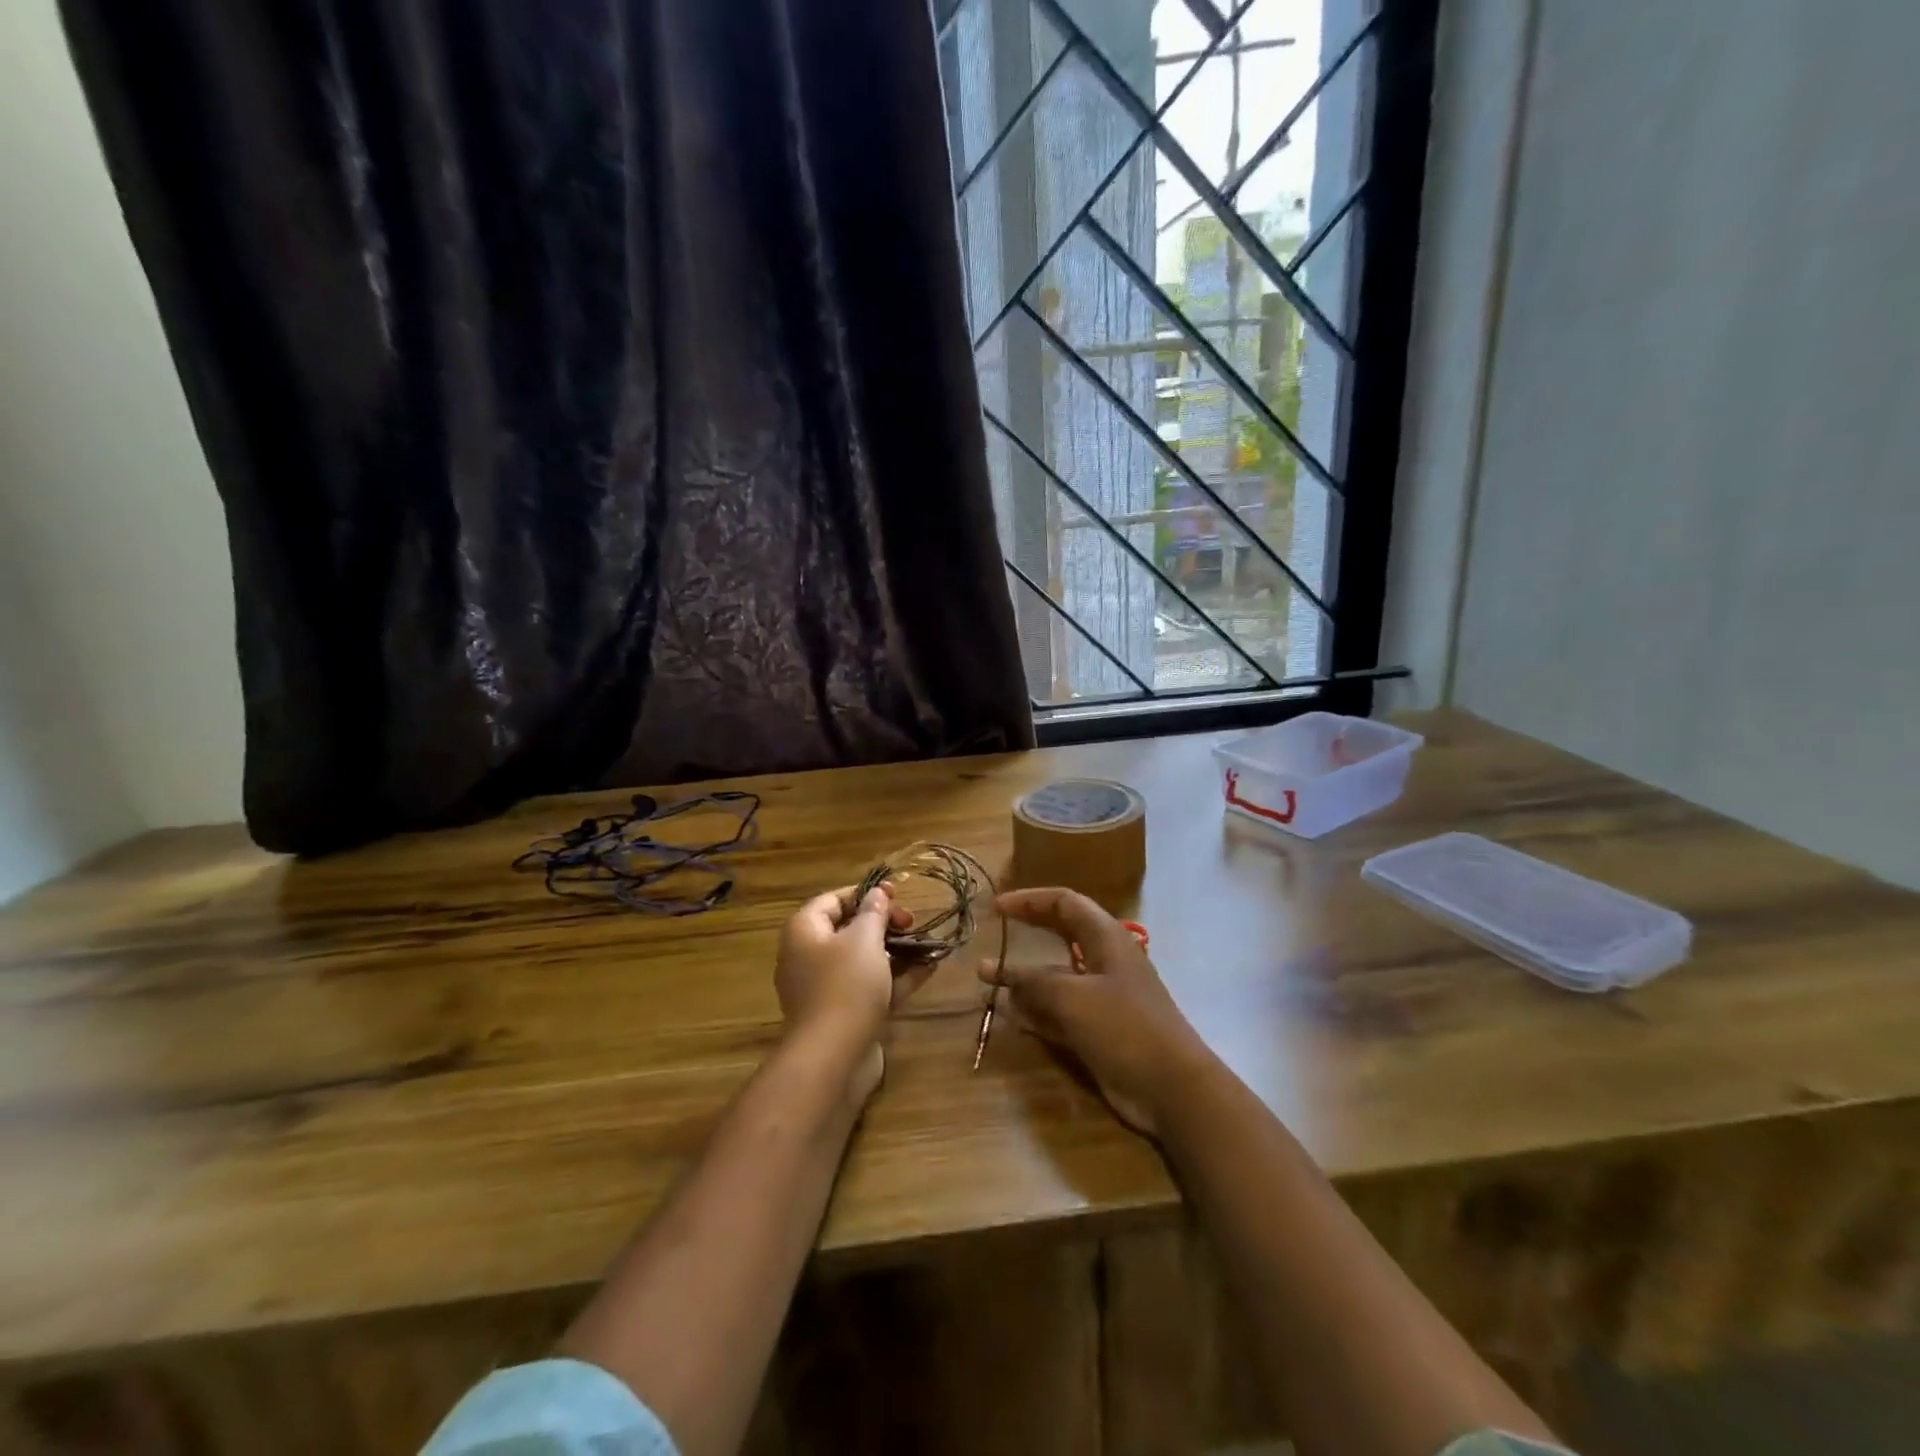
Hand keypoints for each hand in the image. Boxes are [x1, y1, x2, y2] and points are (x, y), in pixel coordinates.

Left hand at [775, 885, 924, 1106]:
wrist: (833, 1057)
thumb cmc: (845, 985)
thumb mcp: (864, 939)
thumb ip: (873, 913)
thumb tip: (876, 894)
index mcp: (804, 932)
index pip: (832, 900)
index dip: (864, 894)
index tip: (896, 894)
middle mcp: (809, 957)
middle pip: (849, 929)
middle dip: (884, 923)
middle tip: (912, 922)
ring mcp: (826, 988)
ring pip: (864, 960)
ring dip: (896, 950)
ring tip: (928, 943)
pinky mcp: (844, 1014)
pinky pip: (871, 986)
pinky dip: (896, 977)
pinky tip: (929, 969)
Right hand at [982, 887, 1215, 1137]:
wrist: (1172, 1088)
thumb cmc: (1124, 1027)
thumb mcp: (1072, 998)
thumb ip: (1033, 982)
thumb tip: (998, 972)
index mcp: (1106, 938)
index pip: (1065, 903)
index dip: (1030, 900)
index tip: (997, 907)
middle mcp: (1105, 961)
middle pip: (1061, 935)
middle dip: (1027, 933)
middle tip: (995, 933)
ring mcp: (1103, 997)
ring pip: (1057, 977)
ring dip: (1024, 978)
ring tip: (987, 980)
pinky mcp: (1099, 1030)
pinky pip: (1060, 1011)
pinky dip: (1036, 1010)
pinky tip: (1010, 1015)